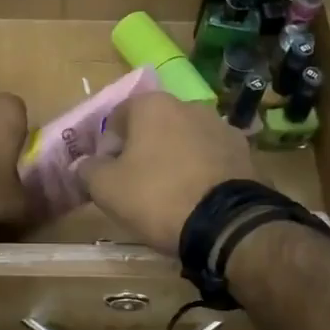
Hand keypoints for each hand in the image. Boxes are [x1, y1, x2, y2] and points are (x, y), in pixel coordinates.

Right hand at [77, 94, 255, 253]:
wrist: (226, 224)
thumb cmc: (157, 197)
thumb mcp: (107, 189)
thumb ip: (89, 170)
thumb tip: (83, 164)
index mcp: (152, 105)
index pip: (117, 118)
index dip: (107, 147)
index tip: (108, 175)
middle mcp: (189, 105)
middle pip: (153, 126)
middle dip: (142, 151)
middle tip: (136, 185)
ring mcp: (222, 127)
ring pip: (184, 140)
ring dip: (174, 159)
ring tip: (170, 194)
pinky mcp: (245, 152)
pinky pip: (211, 158)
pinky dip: (201, 171)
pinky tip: (197, 198)